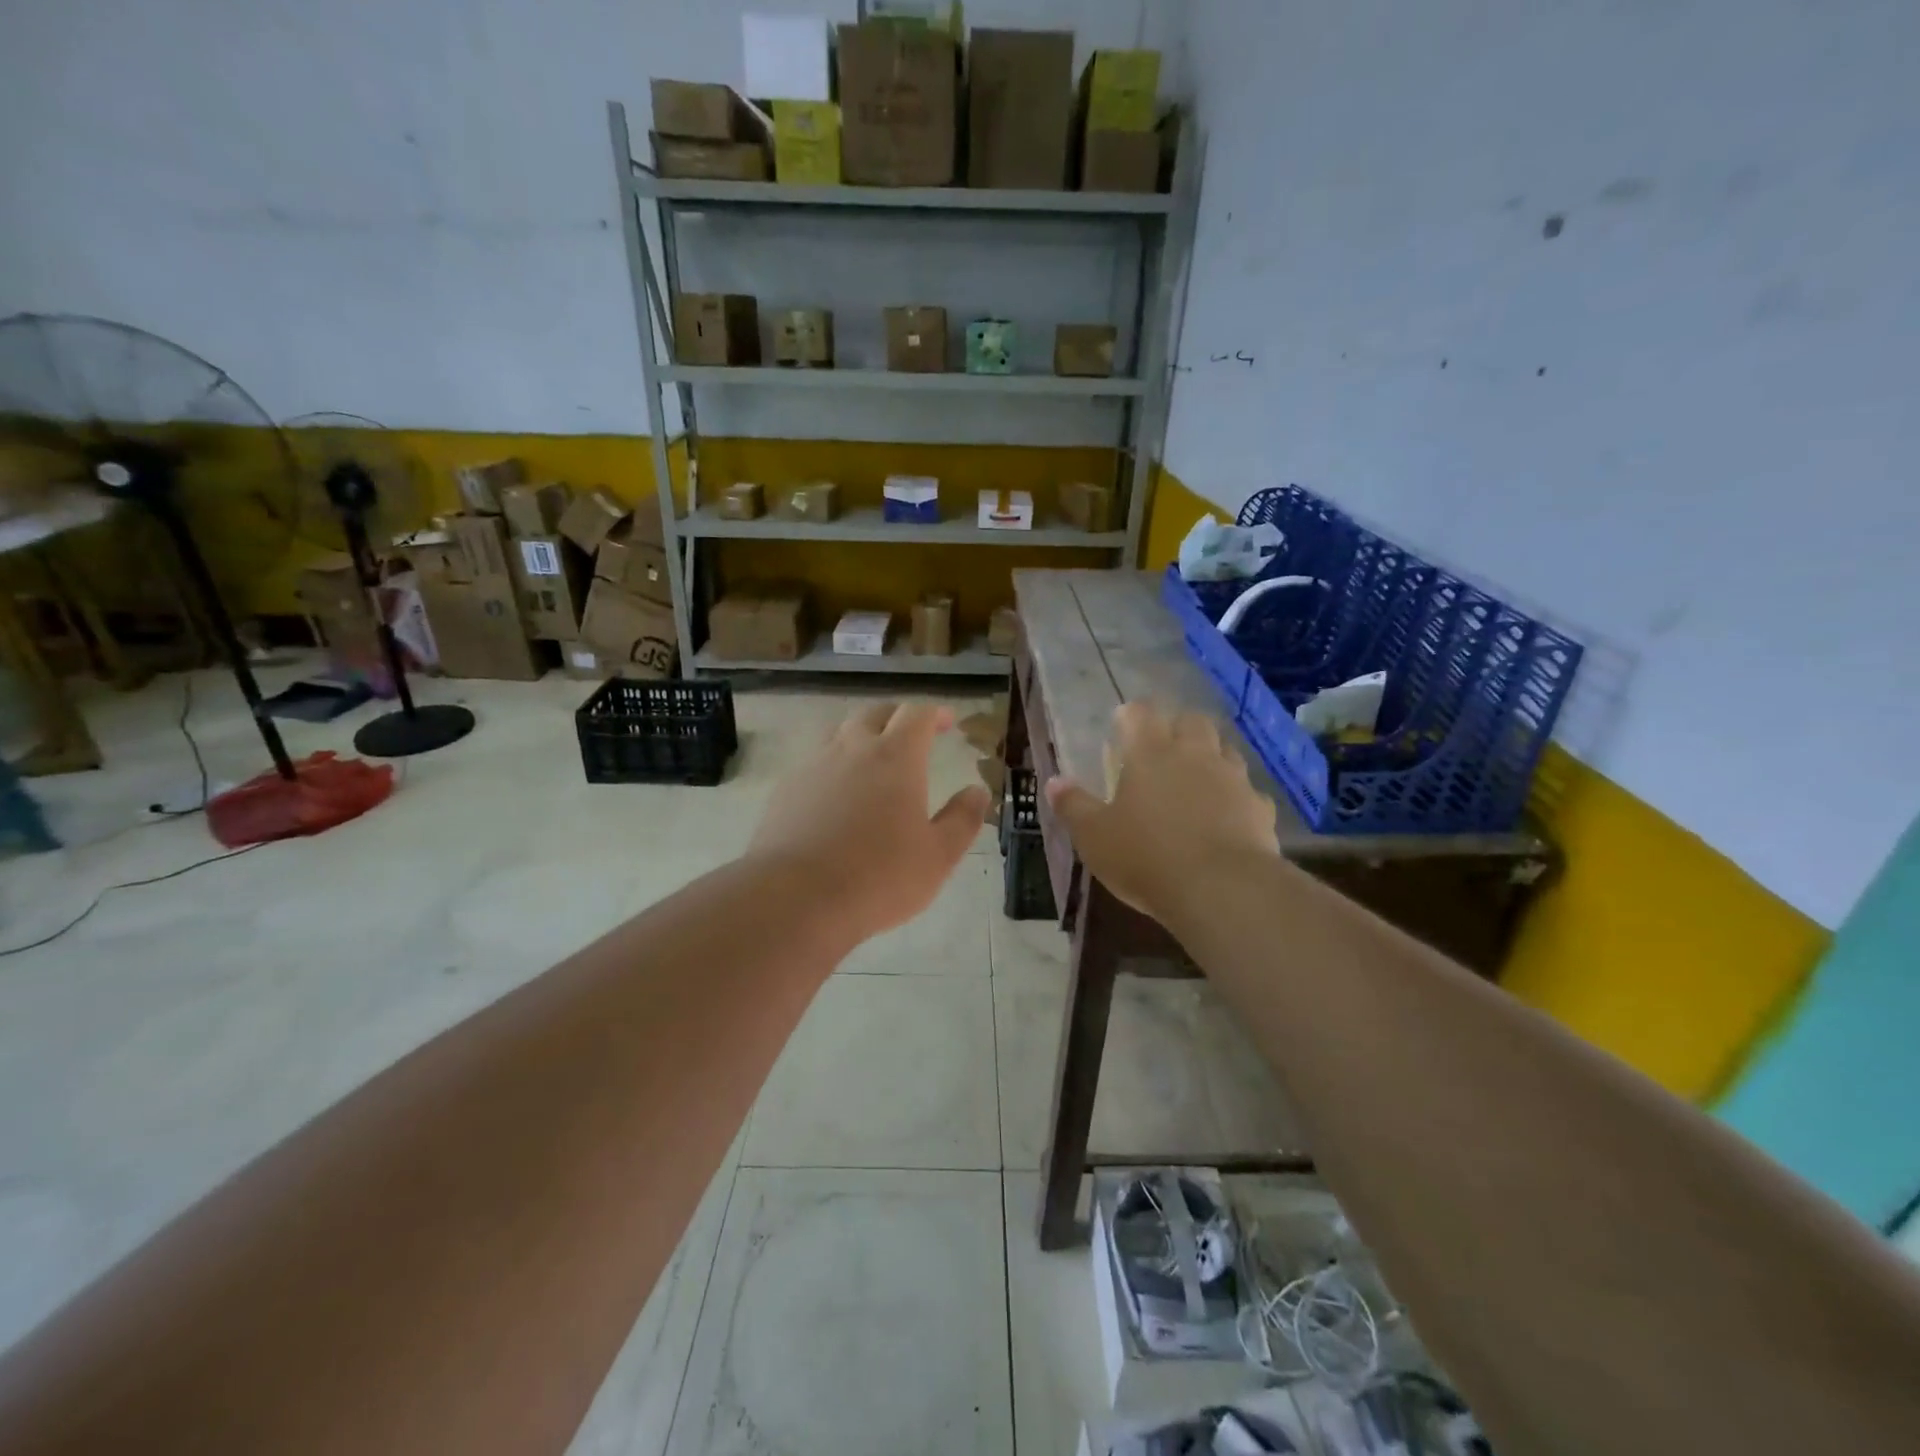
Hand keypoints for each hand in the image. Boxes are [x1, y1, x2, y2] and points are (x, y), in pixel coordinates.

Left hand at [748, 701, 989, 945]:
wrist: (795, 898)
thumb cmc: (879, 876)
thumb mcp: (937, 856)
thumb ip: (961, 819)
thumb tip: (977, 791)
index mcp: (896, 757)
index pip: (918, 715)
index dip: (935, 714)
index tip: (947, 721)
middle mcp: (852, 749)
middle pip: (875, 714)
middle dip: (897, 717)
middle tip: (912, 735)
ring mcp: (814, 766)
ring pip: (839, 734)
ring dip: (861, 737)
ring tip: (872, 760)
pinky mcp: (785, 789)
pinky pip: (814, 763)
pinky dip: (833, 766)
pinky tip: (835, 795)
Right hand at [1045, 701, 1279, 926]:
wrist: (1221, 889)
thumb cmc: (1146, 857)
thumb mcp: (1094, 836)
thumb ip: (1073, 806)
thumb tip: (1054, 782)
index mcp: (1151, 753)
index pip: (1141, 713)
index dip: (1131, 714)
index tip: (1122, 724)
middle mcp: (1195, 754)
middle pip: (1192, 721)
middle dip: (1177, 727)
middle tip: (1162, 748)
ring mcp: (1233, 778)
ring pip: (1225, 750)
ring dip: (1210, 757)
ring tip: (1195, 779)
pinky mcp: (1259, 808)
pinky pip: (1247, 792)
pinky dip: (1235, 797)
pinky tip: (1226, 817)